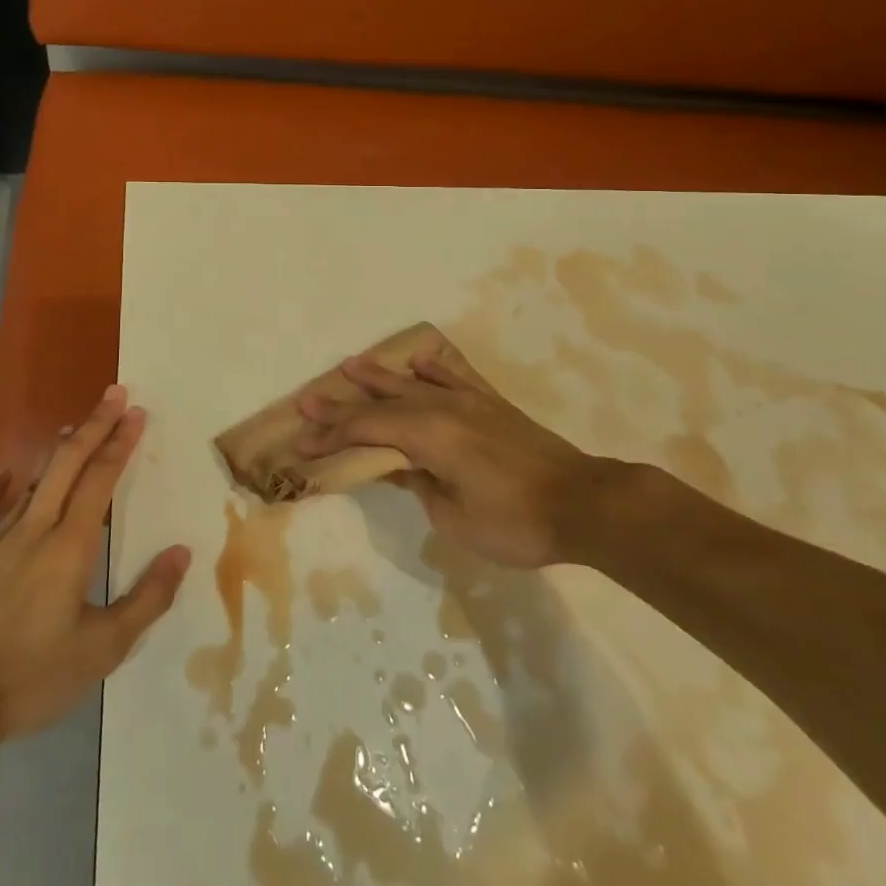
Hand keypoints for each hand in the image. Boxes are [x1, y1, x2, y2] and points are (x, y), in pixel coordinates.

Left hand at [0, 386, 190, 750]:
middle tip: (115, 394)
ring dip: (57, 450)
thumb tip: (182, 553)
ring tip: (74, 426)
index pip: (100, 480)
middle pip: (68, 464)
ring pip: (31, 480)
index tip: (136, 413)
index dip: (120, 443)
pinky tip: (4, 468)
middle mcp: (35, 530)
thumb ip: (146, 599)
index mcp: (70, 548)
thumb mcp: (102, 650)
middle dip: (94, 426)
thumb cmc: (31, 676)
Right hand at [297, 353, 615, 567]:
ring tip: (351, 364)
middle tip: (309, 399)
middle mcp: (443, 408)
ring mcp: (470, 402)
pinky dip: (433, 369)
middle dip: (343, 403)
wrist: (583, 503)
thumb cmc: (515, 521)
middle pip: (383, 402)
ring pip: (414, 383)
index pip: (367, 429)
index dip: (332, 435)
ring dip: (381, 376)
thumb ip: (419, 486)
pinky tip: (419, 363)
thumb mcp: (454, 518)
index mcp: (429, 435)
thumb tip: (399, 468)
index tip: (302, 441)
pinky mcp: (492, 406)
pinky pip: (455, 378)